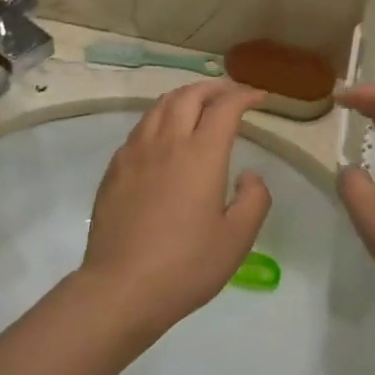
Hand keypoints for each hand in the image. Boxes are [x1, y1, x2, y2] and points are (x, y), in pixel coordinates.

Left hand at [81, 82, 272, 338]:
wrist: (122, 287)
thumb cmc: (186, 265)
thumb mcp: (237, 239)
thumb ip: (254, 199)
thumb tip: (249, 174)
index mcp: (201, 154)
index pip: (225, 108)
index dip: (244, 96)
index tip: (259, 97)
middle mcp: (167, 142)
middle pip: (189, 95)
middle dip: (213, 87)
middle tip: (229, 93)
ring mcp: (135, 152)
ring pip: (160, 106)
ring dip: (184, 97)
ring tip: (197, 104)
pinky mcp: (115, 168)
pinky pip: (140, 128)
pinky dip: (160, 118)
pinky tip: (163, 136)